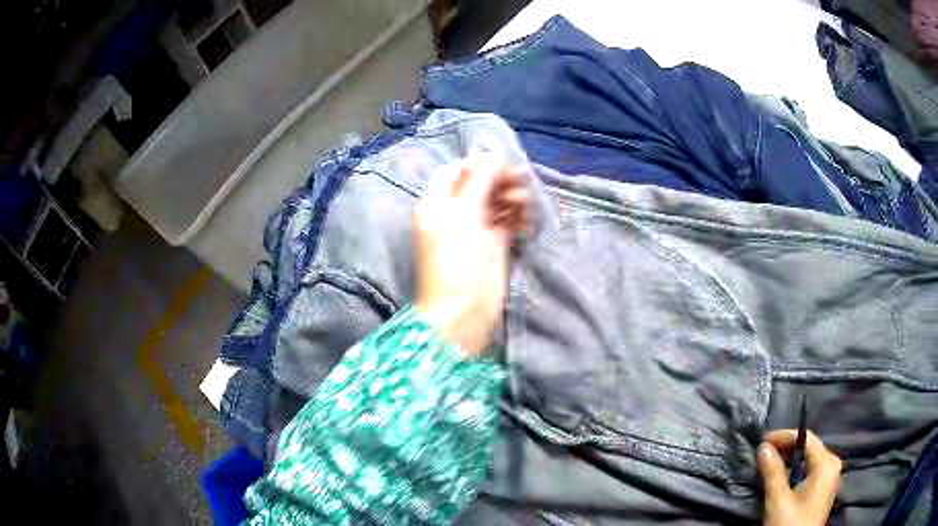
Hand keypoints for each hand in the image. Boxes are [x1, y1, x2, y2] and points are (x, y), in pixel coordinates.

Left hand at [413, 155, 529, 356]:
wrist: (464, 312)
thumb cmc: (457, 261)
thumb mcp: (464, 214)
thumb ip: (479, 180)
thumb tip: (491, 153)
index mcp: (437, 203)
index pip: (457, 171)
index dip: (479, 165)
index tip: (501, 166)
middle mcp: (454, 212)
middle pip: (478, 184)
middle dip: (500, 179)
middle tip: (521, 181)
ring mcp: (474, 229)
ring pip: (495, 200)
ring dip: (511, 196)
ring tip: (525, 204)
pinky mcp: (493, 244)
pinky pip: (507, 219)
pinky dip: (517, 215)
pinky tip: (526, 218)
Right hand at [758, 429, 842, 525]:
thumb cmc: (790, 524)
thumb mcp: (778, 501)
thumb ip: (772, 473)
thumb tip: (763, 447)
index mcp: (827, 463)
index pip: (806, 438)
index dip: (784, 436)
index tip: (762, 442)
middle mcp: (832, 465)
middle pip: (809, 448)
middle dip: (785, 449)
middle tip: (763, 455)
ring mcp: (829, 478)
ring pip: (808, 460)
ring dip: (789, 461)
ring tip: (769, 466)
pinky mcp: (823, 490)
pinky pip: (810, 471)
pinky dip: (795, 471)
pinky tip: (781, 478)